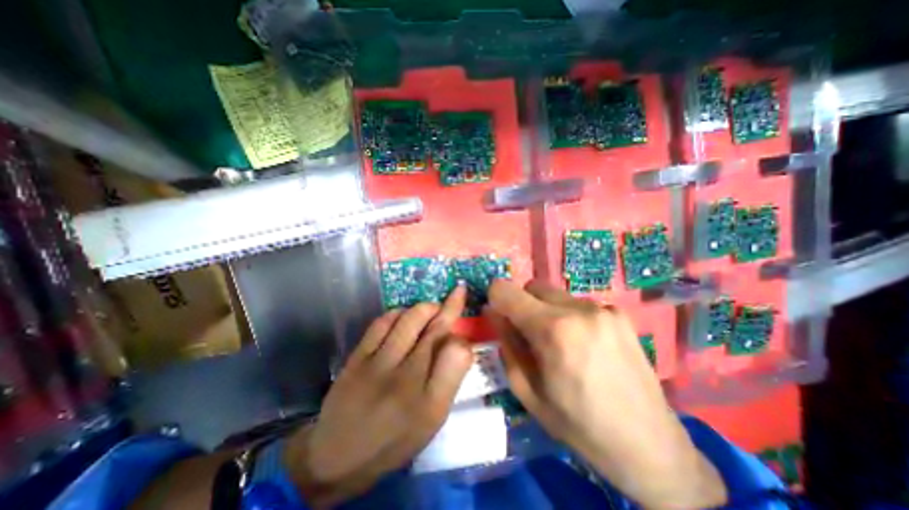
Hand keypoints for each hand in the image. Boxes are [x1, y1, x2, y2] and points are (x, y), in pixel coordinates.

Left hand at [284, 286, 472, 506]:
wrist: (338, 457)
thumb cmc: (394, 439)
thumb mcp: (431, 420)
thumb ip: (449, 380)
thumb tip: (460, 343)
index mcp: (430, 402)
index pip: (458, 353)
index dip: (464, 336)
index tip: (463, 329)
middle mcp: (406, 379)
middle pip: (435, 329)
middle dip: (449, 306)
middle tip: (455, 295)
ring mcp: (378, 365)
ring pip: (410, 318)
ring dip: (425, 307)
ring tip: (430, 309)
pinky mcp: (357, 357)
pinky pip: (382, 322)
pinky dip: (398, 312)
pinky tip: (403, 316)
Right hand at [486, 281, 729, 506]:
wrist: (650, 446)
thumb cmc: (578, 424)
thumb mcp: (527, 391)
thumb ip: (506, 344)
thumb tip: (492, 312)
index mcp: (552, 329)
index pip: (505, 290)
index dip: (495, 299)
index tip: (498, 315)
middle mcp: (578, 308)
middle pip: (532, 286)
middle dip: (522, 304)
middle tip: (531, 335)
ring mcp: (602, 308)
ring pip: (554, 294)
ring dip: (547, 310)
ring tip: (561, 343)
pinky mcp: (618, 312)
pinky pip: (577, 303)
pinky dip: (570, 316)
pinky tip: (585, 345)